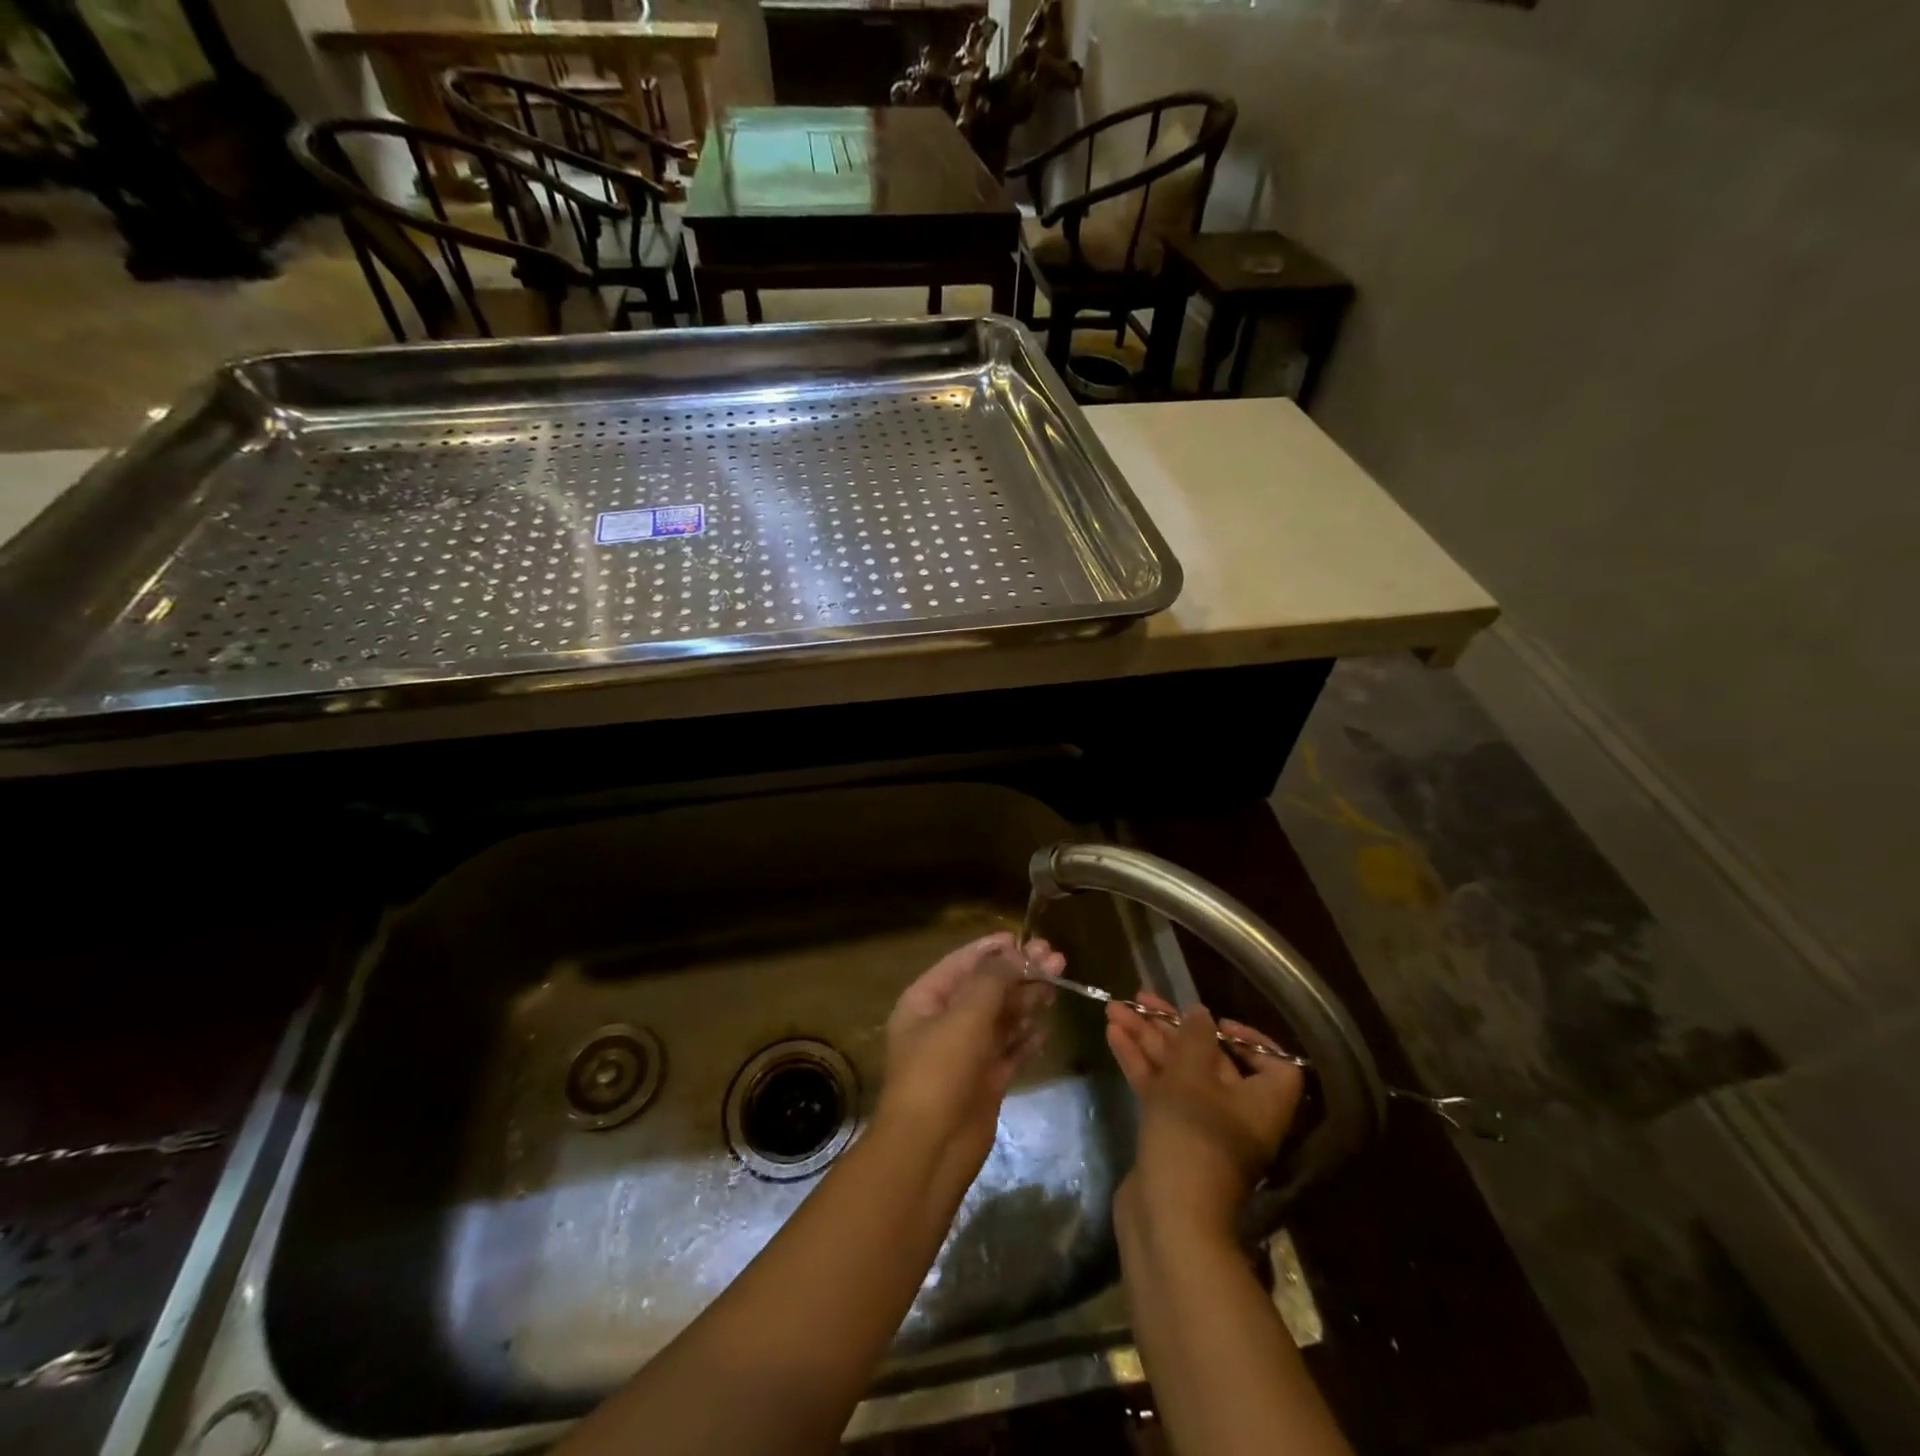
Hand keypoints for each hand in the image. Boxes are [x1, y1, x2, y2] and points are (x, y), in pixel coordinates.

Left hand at [879, 932, 1064, 1172]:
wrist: (930, 1149)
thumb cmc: (940, 1070)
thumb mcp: (965, 1015)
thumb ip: (992, 980)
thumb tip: (1015, 953)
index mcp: (925, 1000)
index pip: (961, 963)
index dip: (992, 949)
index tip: (1024, 938)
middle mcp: (943, 1023)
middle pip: (985, 989)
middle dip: (1018, 973)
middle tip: (1056, 959)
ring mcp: (964, 1053)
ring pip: (1000, 1018)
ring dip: (1026, 1000)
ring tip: (1056, 984)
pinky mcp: (984, 1081)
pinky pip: (1008, 1051)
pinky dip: (1026, 1039)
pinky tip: (1046, 1029)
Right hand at [1106, 992, 1303, 1241]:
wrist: (1167, 1219)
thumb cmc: (1192, 1140)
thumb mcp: (1192, 1077)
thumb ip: (1194, 1038)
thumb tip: (1200, 1013)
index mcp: (1261, 1102)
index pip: (1273, 1063)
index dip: (1248, 1038)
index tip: (1213, 1022)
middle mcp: (1235, 1113)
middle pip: (1209, 1059)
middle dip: (1172, 1027)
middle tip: (1141, 998)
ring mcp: (1200, 1126)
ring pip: (1176, 1072)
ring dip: (1147, 1040)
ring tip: (1115, 1008)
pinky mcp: (1170, 1136)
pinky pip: (1158, 1090)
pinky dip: (1138, 1063)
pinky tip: (1113, 1035)